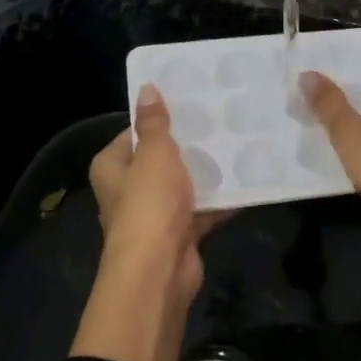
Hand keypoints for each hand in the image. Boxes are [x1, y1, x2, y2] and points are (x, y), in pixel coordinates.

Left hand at [73, 84, 225, 360]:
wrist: (158, 271)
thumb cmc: (149, 204)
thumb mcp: (153, 154)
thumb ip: (154, 123)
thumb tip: (146, 89)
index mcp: (112, 166)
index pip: (134, 133)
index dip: (160, 118)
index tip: (191, 101)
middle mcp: (128, 189)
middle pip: (161, 159)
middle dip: (189, 144)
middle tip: (222, 119)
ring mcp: (154, 214)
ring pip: (184, 184)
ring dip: (207, 172)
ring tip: (239, 144)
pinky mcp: (179, 234)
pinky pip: (203, 209)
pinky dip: (221, 200)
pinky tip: (247, 182)